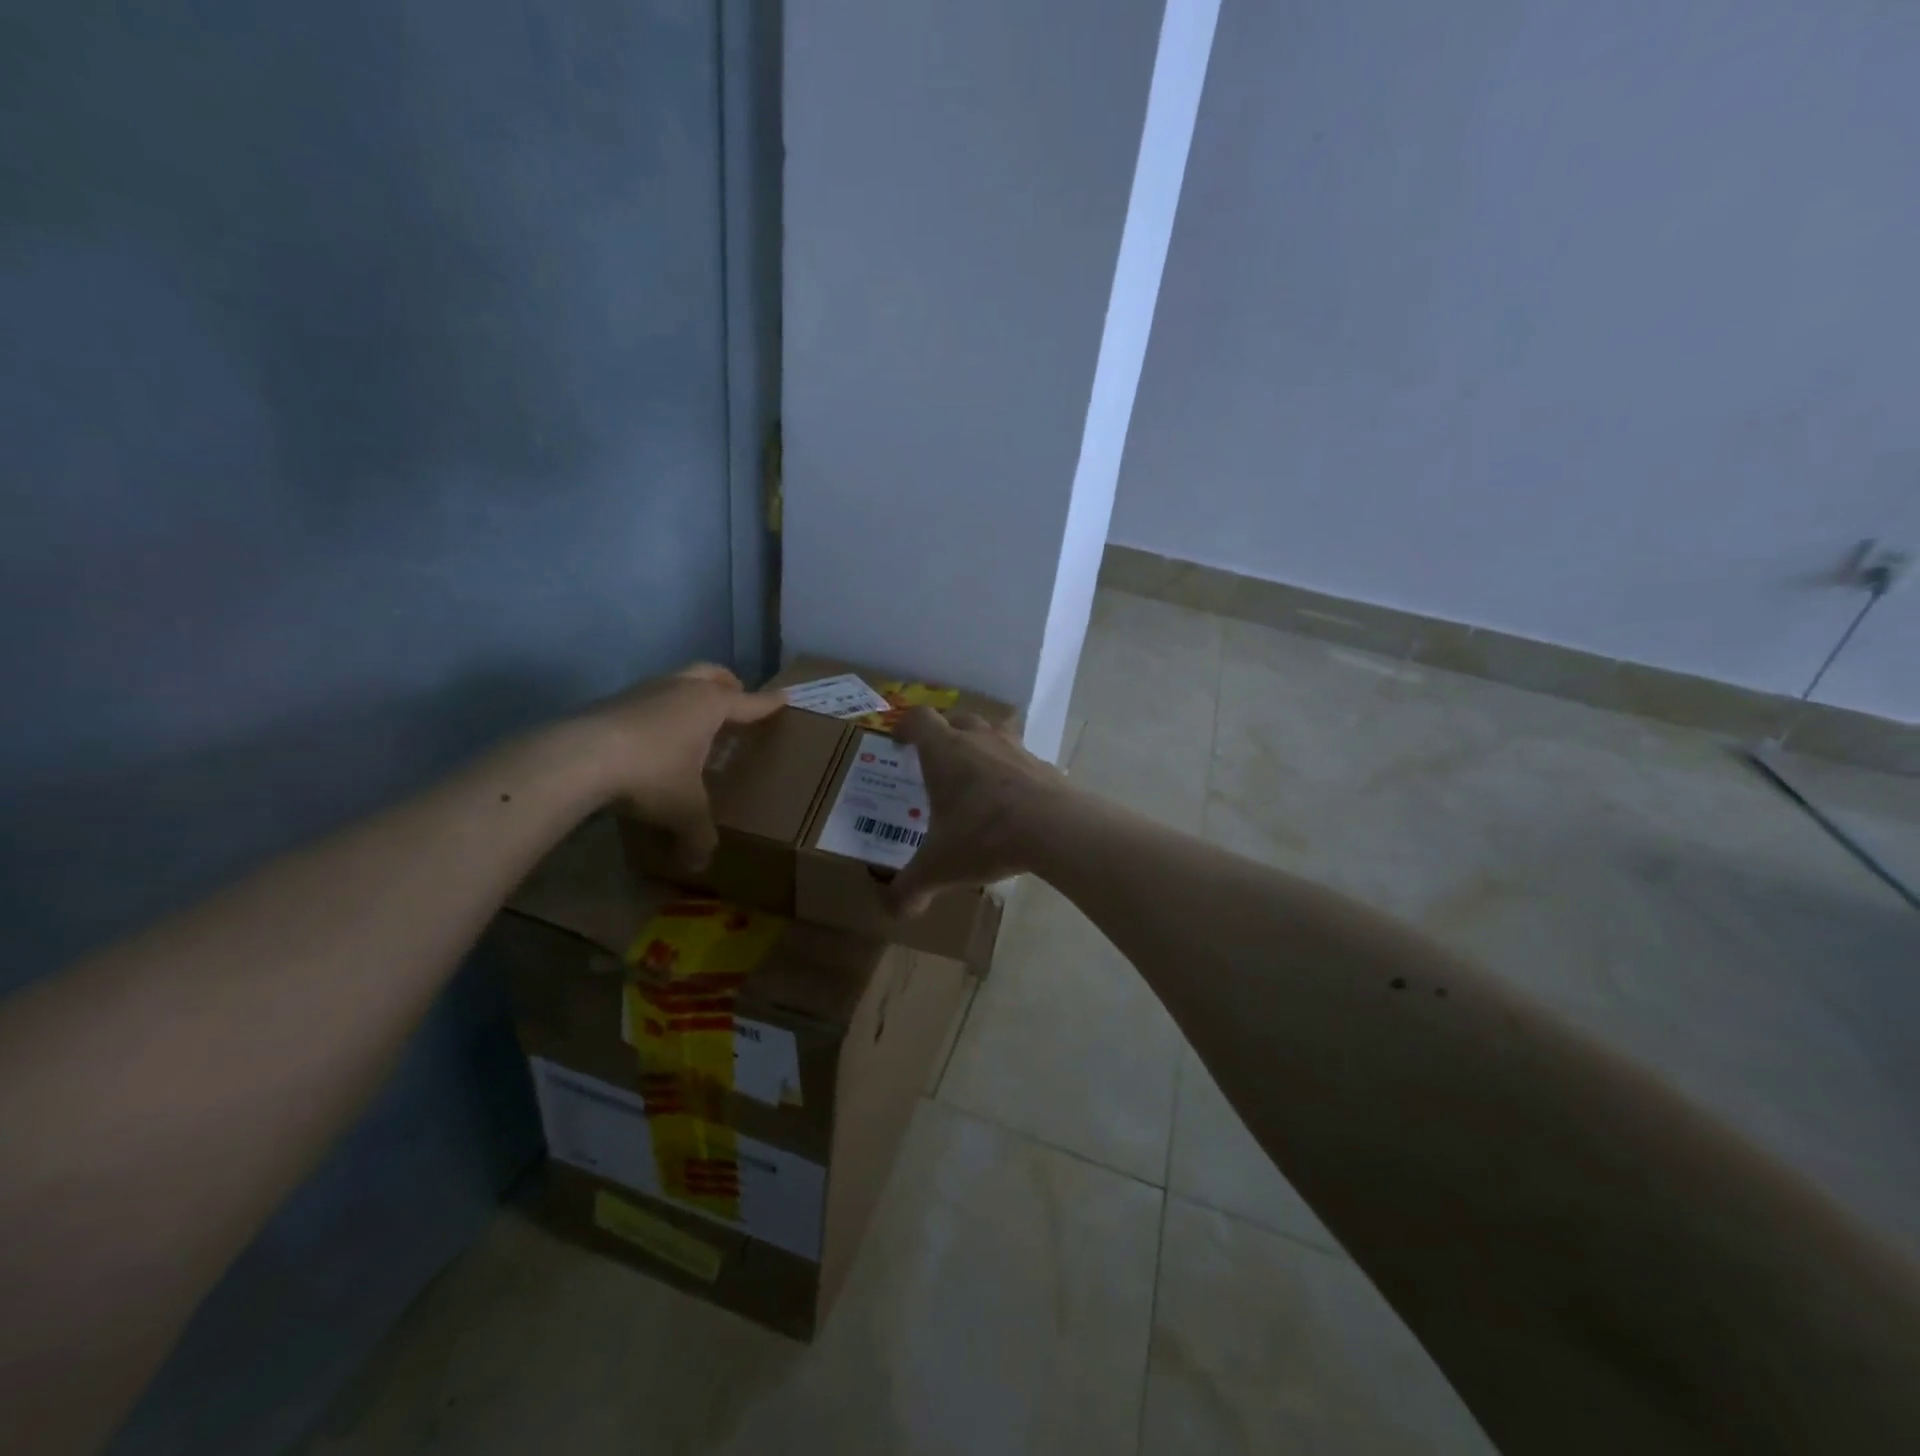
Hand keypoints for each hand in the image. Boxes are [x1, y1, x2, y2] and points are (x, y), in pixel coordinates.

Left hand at [576, 664, 784, 870]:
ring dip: (689, 694)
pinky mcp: (613, 701)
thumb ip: (698, 835)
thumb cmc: (652, 774)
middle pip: (712, 674)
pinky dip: (659, 711)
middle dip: (728, 684)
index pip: (749, 703)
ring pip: (677, 681)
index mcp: (711, 706)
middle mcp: (681, 689)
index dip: (768, 704)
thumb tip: (700, 864)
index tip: (784, 698)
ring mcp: (644, 690)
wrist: (580, 757)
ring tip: (693, 721)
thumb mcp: (684, 810)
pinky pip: (648, 699)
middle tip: (736, 698)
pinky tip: (653, 736)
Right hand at [887, 706, 1075, 916]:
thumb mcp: (939, 868)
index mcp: (945, 752)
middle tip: (937, 759)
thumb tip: (895, 912)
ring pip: (994, 731)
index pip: (919, 719)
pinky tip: (1013, 800)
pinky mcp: (1044, 766)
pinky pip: (1022, 759)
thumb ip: (911, 889)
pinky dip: (1013, 771)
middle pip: (958, 718)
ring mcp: (1016, 749)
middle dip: (945, 732)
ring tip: (977, 773)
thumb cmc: (984, 836)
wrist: (1056, 828)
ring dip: (982, 745)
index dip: (906, 726)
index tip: (899, 741)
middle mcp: (979, 740)